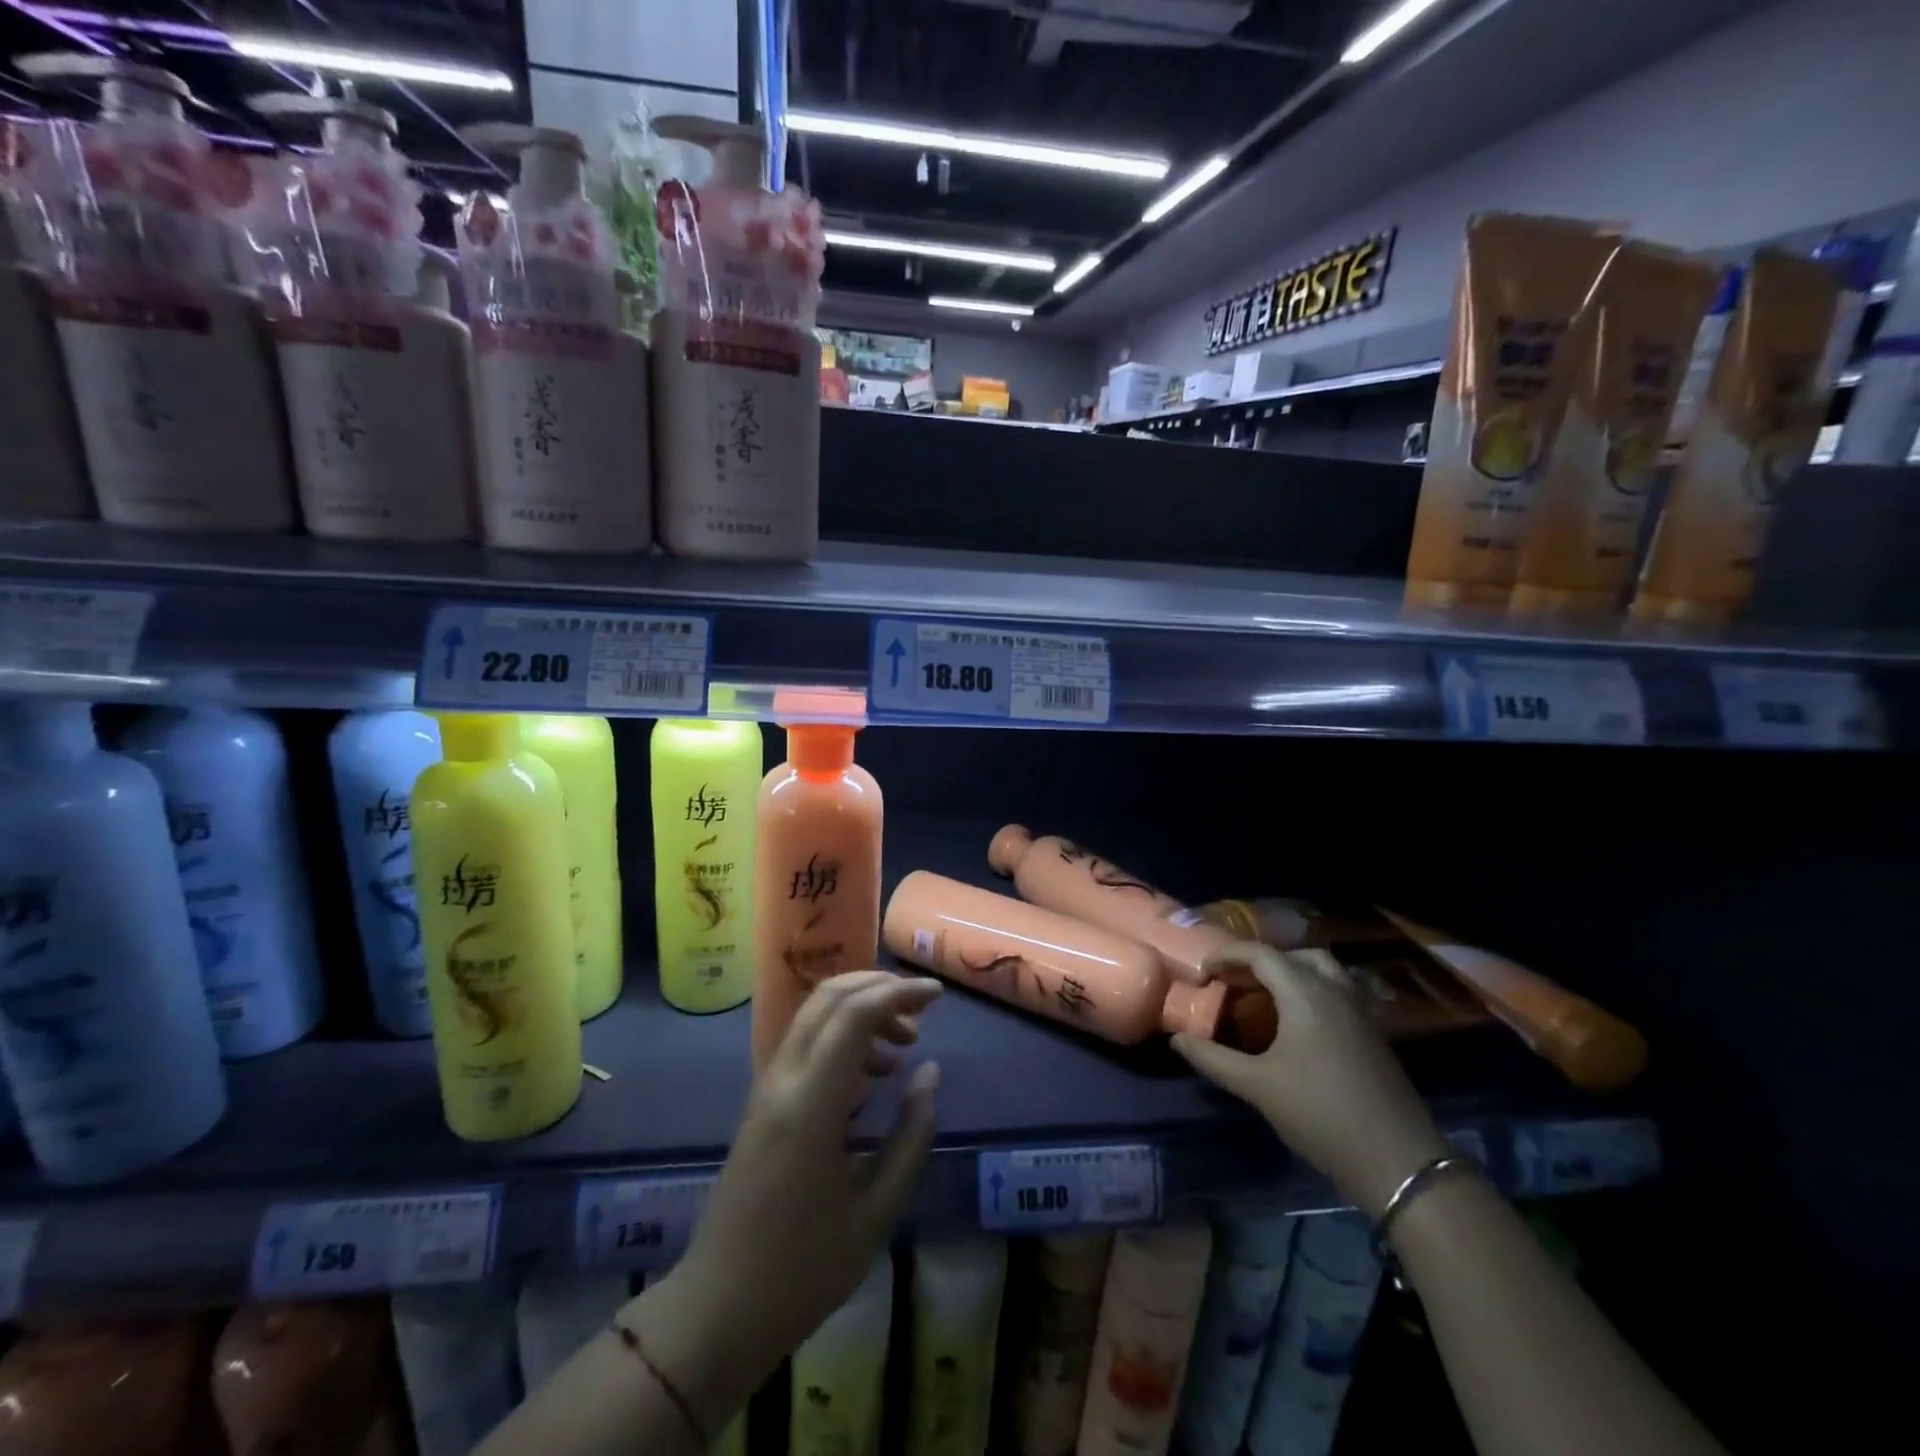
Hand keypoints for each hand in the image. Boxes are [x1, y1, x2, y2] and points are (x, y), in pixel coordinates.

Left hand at [666, 972, 941, 1391]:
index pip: (855, 1014)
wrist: (719, 1309)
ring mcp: (767, 1087)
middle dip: (880, 988)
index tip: (938, 996)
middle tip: (922, 1011)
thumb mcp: (876, 1209)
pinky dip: (842, 1037)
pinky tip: (870, 1077)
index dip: (900, 993)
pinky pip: (805, 1043)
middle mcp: (783, 1079)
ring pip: (814, 1015)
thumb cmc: (804, 1268)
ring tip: (902, 1049)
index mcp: (810, 1103)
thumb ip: (910, 1134)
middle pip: (829, 997)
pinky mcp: (762, 1101)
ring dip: (861, 1012)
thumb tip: (930, 1072)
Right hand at [1173, 943, 1448, 1216]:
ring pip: (1322, 969)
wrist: (1397, 1160)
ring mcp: (1359, 1011)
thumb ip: (1213, 1059)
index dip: (1228, 955)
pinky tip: (1297, 1022)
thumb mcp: (1257, 1086)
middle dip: (1258, 961)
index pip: (1260, 954)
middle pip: (1292, 956)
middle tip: (1232, 982)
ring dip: (1290, 972)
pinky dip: (1311, 990)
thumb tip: (1177, 1039)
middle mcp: (1334, 991)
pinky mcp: (1373, 1033)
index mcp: (1304, 994)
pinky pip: (1337, 991)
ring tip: (1264, 995)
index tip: (1204, 972)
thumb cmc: (1320, 1114)